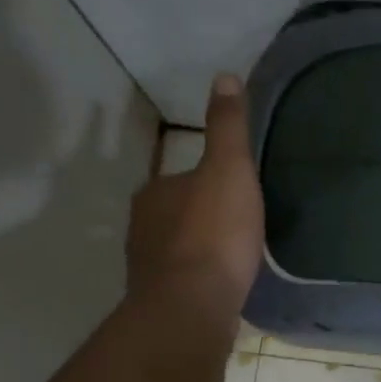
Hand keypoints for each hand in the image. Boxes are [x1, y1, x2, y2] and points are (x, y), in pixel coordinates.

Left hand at [125, 73, 264, 324]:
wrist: (192, 306)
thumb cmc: (213, 234)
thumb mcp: (230, 170)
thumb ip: (227, 127)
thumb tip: (224, 76)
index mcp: (156, 191)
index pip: (182, 179)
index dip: (209, 184)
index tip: (236, 194)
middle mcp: (142, 226)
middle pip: (177, 214)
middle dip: (202, 218)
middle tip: (238, 227)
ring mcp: (147, 267)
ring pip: (177, 250)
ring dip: (199, 252)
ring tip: (232, 260)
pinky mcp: (158, 302)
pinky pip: (182, 282)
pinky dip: (198, 281)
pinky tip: (220, 288)